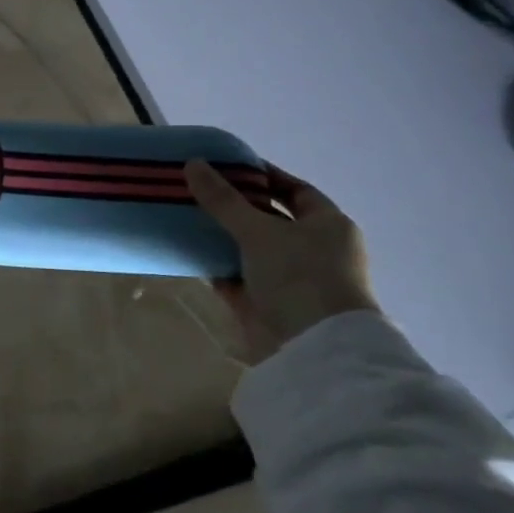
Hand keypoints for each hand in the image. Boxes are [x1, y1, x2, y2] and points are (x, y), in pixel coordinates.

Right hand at [184, 160, 379, 362]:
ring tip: (186, 215)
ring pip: (251, 248)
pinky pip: (238, 276)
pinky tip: (189, 251)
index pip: (294, 189)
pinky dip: (217, 266)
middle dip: (235, 205)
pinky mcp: (268, 304)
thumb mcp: (258, 230)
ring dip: (222, 236)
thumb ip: (223, 199)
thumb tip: (192, 163)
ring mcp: (292, 279)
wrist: (314, 349)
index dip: (262, 175)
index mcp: (327, 225)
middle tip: (198, 189)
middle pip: (269, 218)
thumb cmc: (299, 276)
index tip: (226, 166)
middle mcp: (314, 249)